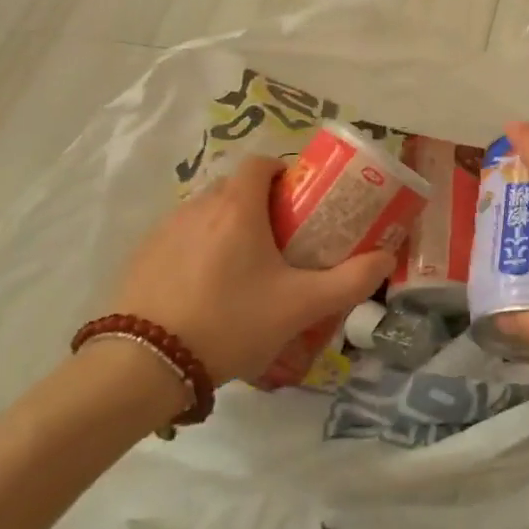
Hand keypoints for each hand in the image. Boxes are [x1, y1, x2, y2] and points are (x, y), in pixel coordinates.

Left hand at [106, 155, 391, 385]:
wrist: (145, 365)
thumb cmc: (231, 322)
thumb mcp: (301, 306)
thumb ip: (350, 280)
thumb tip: (386, 258)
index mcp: (237, 207)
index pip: (260, 163)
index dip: (283, 174)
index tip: (299, 203)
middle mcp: (199, 206)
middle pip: (235, 188)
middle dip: (260, 205)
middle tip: (281, 242)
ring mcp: (164, 230)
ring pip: (207, 213)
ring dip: (228, 228)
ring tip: (244, 271)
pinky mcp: (141, 256)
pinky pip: (180, 238)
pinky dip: (198, 250)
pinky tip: (205, 291)